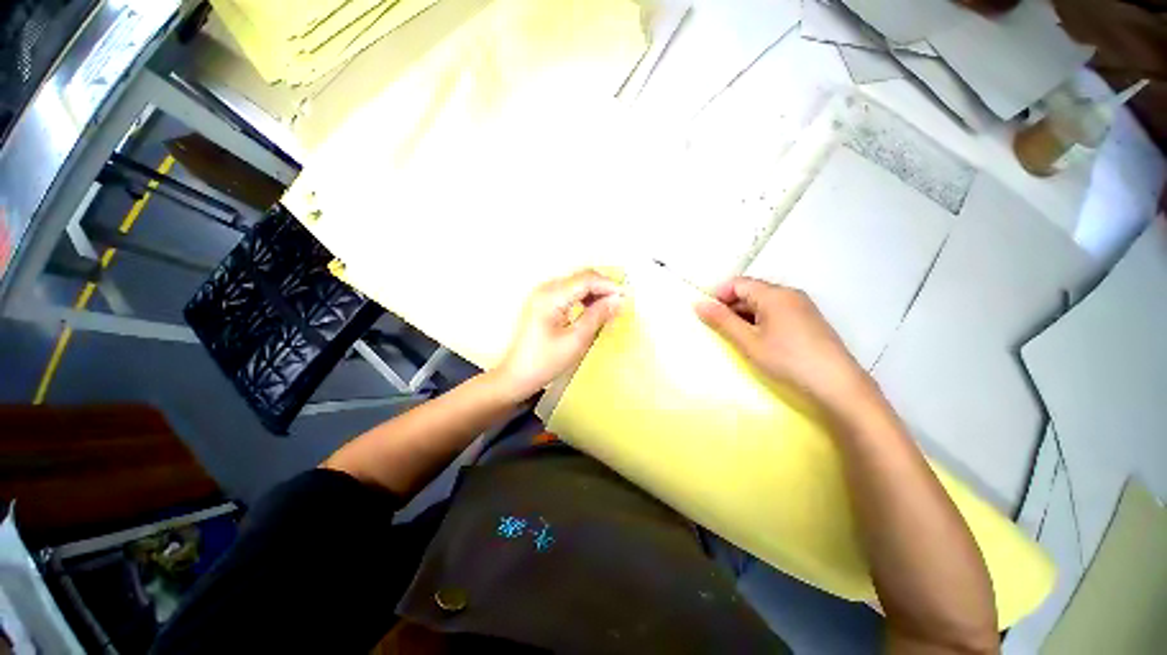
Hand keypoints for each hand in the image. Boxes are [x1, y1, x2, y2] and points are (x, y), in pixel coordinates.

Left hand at [493, 269, 622, 401]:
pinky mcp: (543, 302)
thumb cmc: (544, 362)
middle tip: (619, 305)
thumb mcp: (576, 340)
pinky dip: (583, 299)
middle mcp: (545, 289)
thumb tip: (616, 300)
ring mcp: (542, 294)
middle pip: (581, 278)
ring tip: (608, 310)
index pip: (586, 279)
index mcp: (550, 296)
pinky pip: (569, 293)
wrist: (516, 376)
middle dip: (603, 288)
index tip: (626, 297)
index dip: (609, 285)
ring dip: (594, 293)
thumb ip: (597, 316)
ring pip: (576, 284)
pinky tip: (592, 312)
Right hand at [694, 277, 877, 416]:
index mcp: (774, 294)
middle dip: (731, 307)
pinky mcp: (809, 321)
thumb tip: (698, 303)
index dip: (719, 296)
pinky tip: (761, 341)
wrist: (838, 386)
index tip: (709, 317)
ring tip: (739, 339)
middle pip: (751, 291)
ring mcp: (802, 307)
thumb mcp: (748, 342)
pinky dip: (762, 322)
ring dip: (746, 316)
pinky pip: (777, 312)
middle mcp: (790, 294)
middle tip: (721, 331)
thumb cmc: (787, 360)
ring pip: (764, 303)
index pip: (738, 283)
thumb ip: (722, 321)